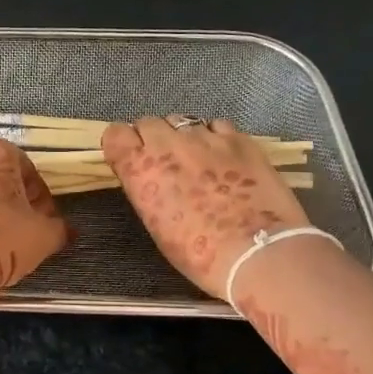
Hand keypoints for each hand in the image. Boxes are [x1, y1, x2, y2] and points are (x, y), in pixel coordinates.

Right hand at [103, 116, 309, 298]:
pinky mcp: (239, 139)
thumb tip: (150, 176)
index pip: (115, 134)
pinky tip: (224, 157)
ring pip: (182, 121)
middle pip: (148, 122)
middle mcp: (168, 145)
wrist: (257, 252)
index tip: (131, 158)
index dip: (123, 145)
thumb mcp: (156, 223)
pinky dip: (215, 137)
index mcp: (140, 169)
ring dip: (183, 136)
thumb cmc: (198, 252)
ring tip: (197, 159)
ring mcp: (205, 138)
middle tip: (166, 162)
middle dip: (152, 138)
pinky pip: (217, 126)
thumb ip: (146, 189)